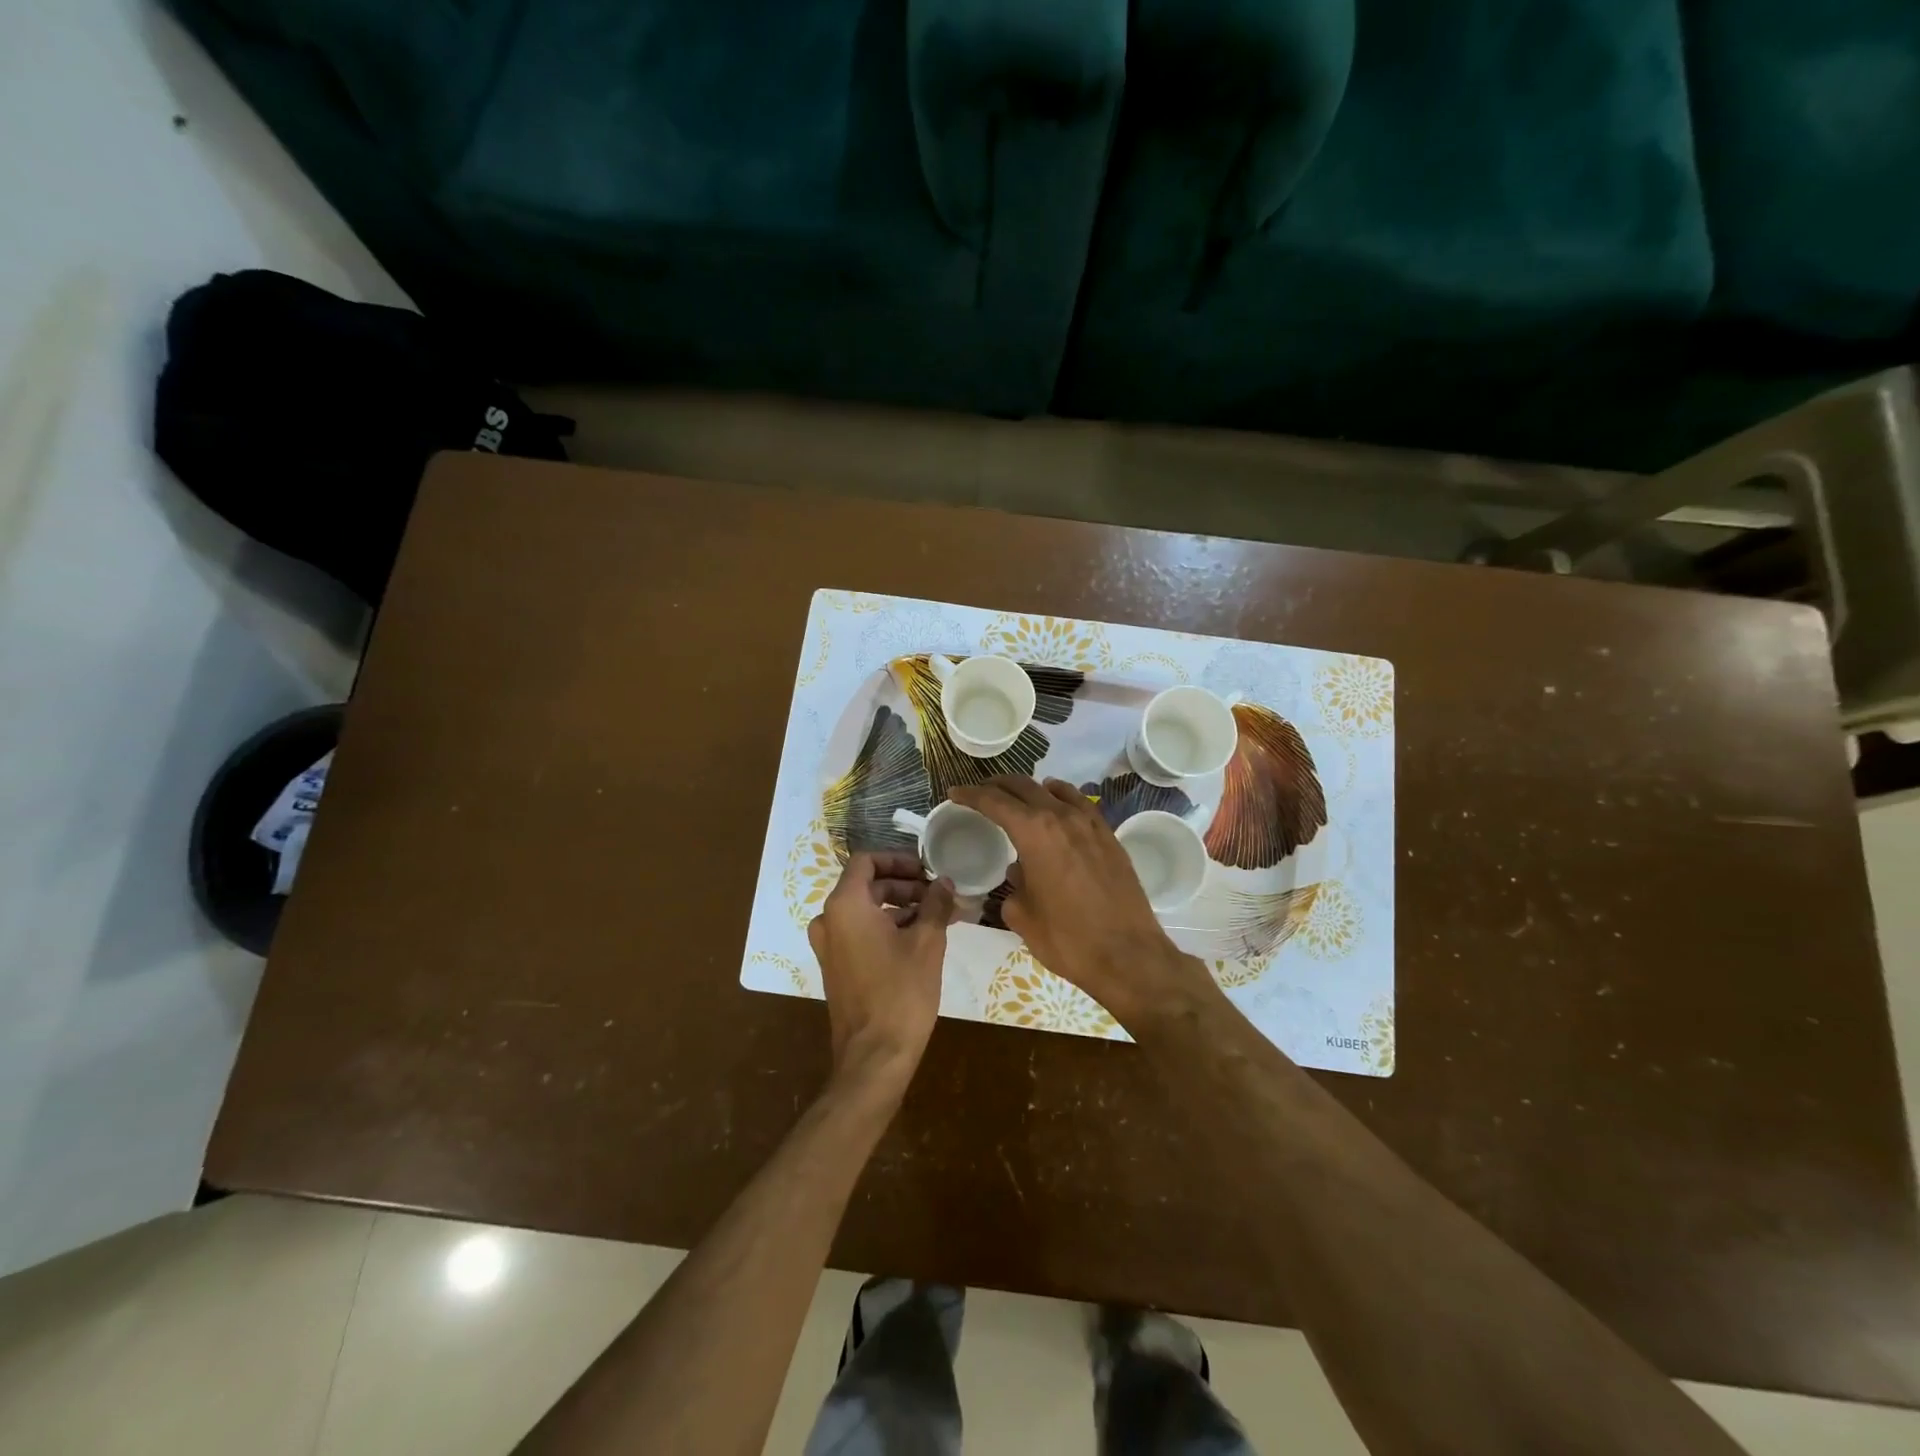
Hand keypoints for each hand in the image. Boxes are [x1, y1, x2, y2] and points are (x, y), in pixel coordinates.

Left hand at [807, 852, 956, 1089]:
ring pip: (865, 910)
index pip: (866, 861)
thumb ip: (936, 904)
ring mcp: (829, 945)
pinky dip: (887, 927)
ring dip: (900, 907)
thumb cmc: (901, 992)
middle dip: (904, 885)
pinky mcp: (836, 966)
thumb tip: (945, 882)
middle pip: (867, 885)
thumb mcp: (927, 943)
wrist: (874, 1056)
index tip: (927, 870)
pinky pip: (860, 932)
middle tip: (939, 894)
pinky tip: (921, 938)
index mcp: (845, 905)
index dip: (898, 860)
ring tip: (938, 916)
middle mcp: (829, 919)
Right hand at [948, 777, 1212, 1022]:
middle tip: (980, 792)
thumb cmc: (1067, 939)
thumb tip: (1019, 873)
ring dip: (1030, 789)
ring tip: (1016, 796)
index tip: (955, 793)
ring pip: (1054, 790)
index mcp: (1034, 833)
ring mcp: (1090, 824)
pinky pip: (1080, 804)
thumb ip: (1013, 886)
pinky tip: (1057, 803)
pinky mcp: (1110, 837)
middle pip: (1023, 787)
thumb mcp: (1022, 916)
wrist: (1128, 956)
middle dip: (997, 786)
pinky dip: (1061, 796)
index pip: (994, 802)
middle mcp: (1062, 817)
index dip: (971, 795)